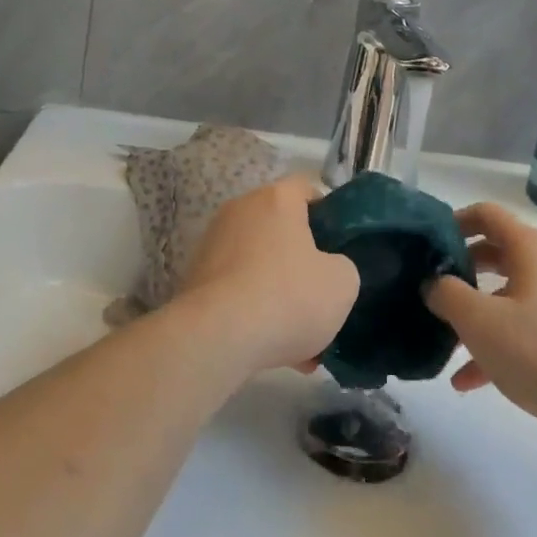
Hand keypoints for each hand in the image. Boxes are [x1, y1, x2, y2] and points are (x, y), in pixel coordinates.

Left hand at [173, 175, 360, 374]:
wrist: (216, 338)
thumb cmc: (286, 297)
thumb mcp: (341, 284)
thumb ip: (342, 267)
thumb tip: (328, 271)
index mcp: (276, 199)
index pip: (305, 188)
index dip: (327, 212)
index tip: (339, 242)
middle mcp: (240, 210)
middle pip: (279, 226)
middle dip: (300, 257)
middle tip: (320, 290)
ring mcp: (212, 243)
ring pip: (257, 261)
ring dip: (277, 289)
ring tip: (298, 336)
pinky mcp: (194, 278)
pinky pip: (236, 288)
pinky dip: (252, 309)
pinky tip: (271, 347)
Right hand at [424, 202, 536, 437]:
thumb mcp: (481, 322)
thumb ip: (447, 295)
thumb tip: (434, 282)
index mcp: (528, 247)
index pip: (485, 214)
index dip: (452, 222)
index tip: (425, 245)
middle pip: (493, 253)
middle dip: (458, 271)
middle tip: (428, 290)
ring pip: (505, 295)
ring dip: (473, 314)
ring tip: (442, 341)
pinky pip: (522, 327)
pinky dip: (495, 343)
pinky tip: (467, 381)